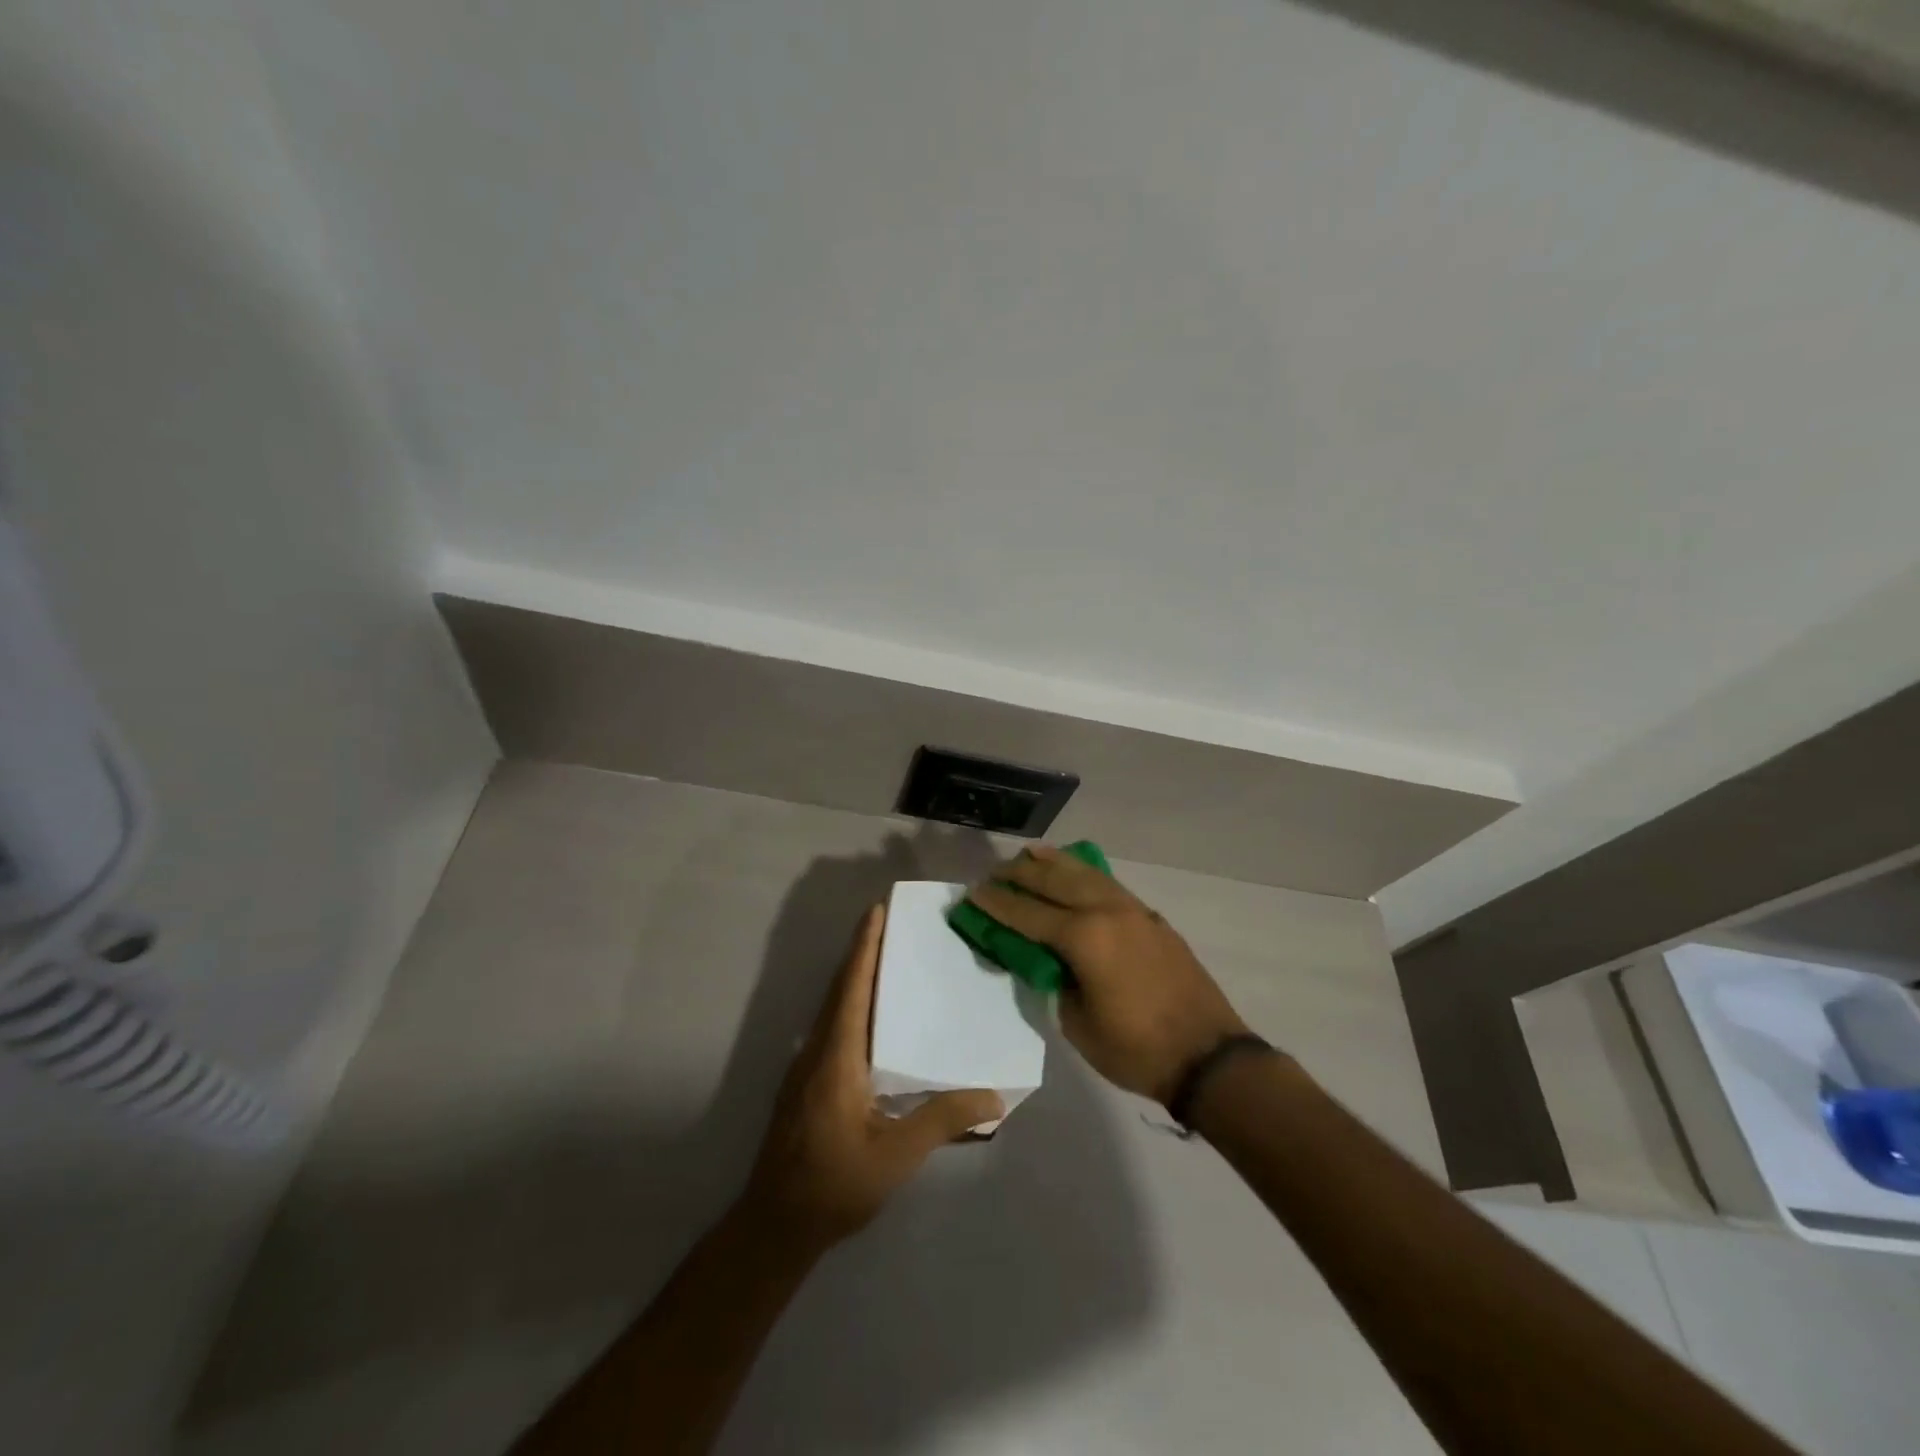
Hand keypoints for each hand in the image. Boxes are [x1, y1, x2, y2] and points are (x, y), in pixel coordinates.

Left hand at [741, 905, 1002, 1249]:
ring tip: (887, 961)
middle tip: (891, 925)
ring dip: (855, 979)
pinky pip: (831, 1028)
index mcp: (836, 1056)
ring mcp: (806, 1068)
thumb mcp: (896, 1155)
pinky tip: (873, 1021)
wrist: (774, 1226)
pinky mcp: (806, 1085)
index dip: (864, 947)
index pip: (852, 988)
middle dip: (862, 953)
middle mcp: (817, 1051)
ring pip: (832, 1009)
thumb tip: (994, 1097)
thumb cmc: (835, 1184)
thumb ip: (943, 1121)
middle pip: (840, 989)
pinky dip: (851, 1006)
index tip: (877, 911)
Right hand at [967, 846, 1248, 1103]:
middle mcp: (1106, 911)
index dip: (997, 904)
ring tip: (1029, 853)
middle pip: (1054, 882)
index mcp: (1084, 938)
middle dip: (1021, 874)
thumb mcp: (1077, 1023)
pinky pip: (1108, 883)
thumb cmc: (1136, 1049)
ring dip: (1054, 863)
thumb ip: (1055, 982)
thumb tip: (1045, 959)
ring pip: (1084, 874)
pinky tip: (1075, 871)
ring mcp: (1133, 910)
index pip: (1028, 914)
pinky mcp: (1150, 917)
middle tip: (995, 871)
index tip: (973, 893)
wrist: (1207, 1056)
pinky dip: (1084, 873)